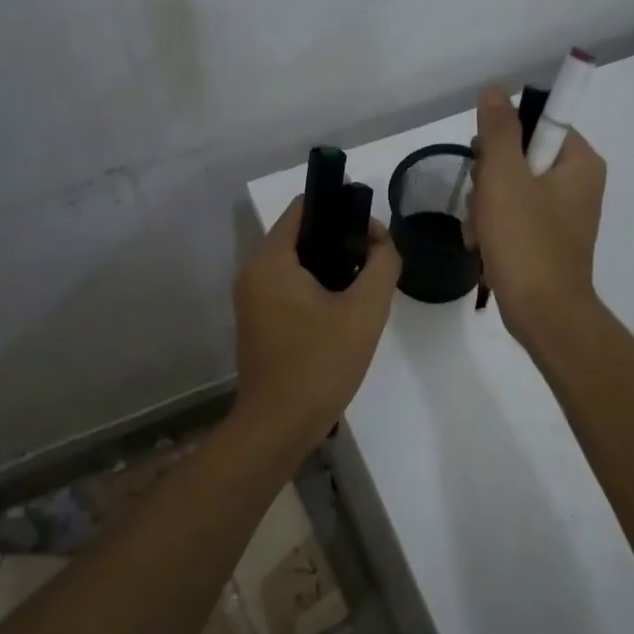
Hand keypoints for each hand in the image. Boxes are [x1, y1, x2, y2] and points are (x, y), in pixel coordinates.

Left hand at [232, 195, 402, 448]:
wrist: (279, 426)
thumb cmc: (320, 364)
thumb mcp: (365, 311)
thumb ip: (382, 265)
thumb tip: (382, 244)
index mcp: (271, 259)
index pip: (306, 206)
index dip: (343, 207)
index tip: (374, 233)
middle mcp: (253, 270)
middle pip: (302, 233)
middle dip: (342, 240)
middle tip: (376, 264)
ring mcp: (251, 297)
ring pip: (298, 262)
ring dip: (332, 265)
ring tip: (364, 287)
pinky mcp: (257, 320)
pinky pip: (289, 286)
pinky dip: (316, 286)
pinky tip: (343, 311)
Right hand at [470, 85, 606, 346]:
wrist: (543, 314)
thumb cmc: (526, 241)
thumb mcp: (505, 177)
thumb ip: (498, 130)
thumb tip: (495, 89)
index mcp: (580, 162)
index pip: (538, 123)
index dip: (503, 140)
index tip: (487, 164)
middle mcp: (578, 183)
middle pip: (519, 157)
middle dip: (489, 182)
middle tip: (482, 205)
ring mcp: (563, 214)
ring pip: (510, 189)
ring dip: (484, 208)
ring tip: (480, 233)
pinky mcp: (548, 239)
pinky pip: (514, 217)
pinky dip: (494, 228)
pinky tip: (482, 246)